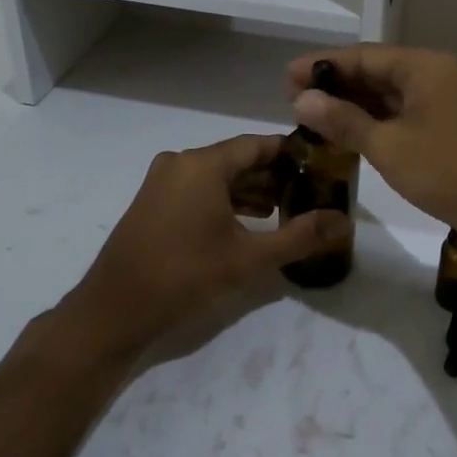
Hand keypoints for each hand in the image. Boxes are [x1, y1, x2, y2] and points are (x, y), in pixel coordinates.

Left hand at [60, 134, 348, 367]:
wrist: (113, 311)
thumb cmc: (185, 277)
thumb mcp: (249, 258)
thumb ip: (300, 236)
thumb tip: (343, 222)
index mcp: (203, 164)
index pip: (258, 144)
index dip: (291, 154)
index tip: (320, 166)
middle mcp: (181, 162)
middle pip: (237, 159)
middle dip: (273, 176)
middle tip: (308, 194)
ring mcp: (162, 181)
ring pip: (217, 175)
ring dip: (250, 190)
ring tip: (284, 210)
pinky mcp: (152, 202)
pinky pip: (198, 189)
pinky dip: (225, 199)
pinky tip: (247, 221)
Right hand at [285, 46, 456, 253]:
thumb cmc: (449, 171)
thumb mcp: (389, 146)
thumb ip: (344, 120)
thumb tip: (301, 99)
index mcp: (423, 67)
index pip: (362, 56)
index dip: (322, 65)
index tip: (285, 77)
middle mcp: (434, 76)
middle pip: (374, 72)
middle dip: (334, 85)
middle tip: (291, 100)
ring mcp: (442, 103)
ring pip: (387, 95)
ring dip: (351, 105)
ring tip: (310, 117)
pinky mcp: (445, 128)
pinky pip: (400, 115)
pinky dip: (373, 122)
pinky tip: (345, 134)